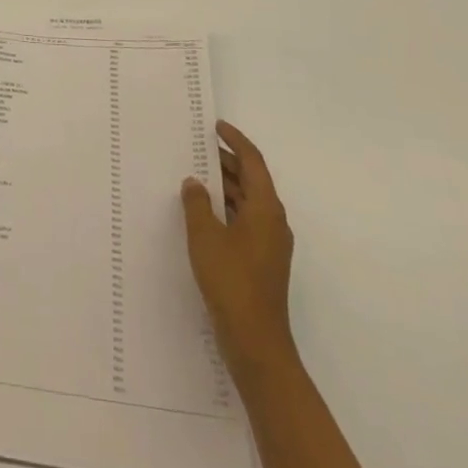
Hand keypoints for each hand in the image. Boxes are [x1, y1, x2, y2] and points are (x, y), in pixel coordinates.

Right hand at [181, 119, 295, 376]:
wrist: (255, 342)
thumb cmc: (231, 281)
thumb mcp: (205, 236)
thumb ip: (197, 203)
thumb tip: (194, 182)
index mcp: (266, 209)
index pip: (253, 162)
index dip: (236, 140)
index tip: (216, 126)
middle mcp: (273, 221)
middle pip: (251, 180)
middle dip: (226, 162)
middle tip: (196, 148)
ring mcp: (269, 244)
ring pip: (247, 202)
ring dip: (224, 187)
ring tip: (194, 176)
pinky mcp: (261, 262)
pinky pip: (243, 221)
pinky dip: (225, 209)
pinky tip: (201, 214)